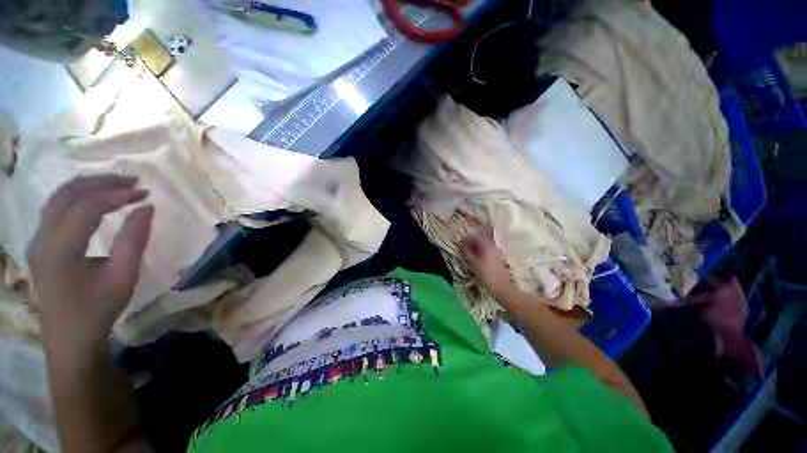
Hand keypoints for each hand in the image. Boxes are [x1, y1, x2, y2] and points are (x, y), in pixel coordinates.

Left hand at [28, 175, 153, 347]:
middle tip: (133, 181)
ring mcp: (37, 240)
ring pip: (58, 197)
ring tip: (118, 186)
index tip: (145, 192)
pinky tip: (97, 200)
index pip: (86, 207)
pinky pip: (56, 209)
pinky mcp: (41, 244)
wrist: (70, 339)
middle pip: (67, 194)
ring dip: (89, 186)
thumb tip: (147, 208)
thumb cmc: (98, 310)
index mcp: (58, 249)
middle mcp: (41, 238)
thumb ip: (134, 240)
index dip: (116, 195)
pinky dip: (78, 197)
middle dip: (101, 182)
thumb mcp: (123, 277)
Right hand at [461, 225, 519, 299]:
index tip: (460, 242)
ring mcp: (497, 251)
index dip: (467, 239)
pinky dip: (482, 251)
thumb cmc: (486, 274)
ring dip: (477, 247)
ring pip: (485, 245)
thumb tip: (462, 244)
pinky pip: (489, 250)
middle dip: (472, 242)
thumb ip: (467, 252)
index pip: (475, 237)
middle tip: (464, 247)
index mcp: (486, 245)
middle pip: (481, 240)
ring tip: (470, 253)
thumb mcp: (473, 263)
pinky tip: (478, 257)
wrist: (502, 286)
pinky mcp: (499, 258)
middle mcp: (493, 245)